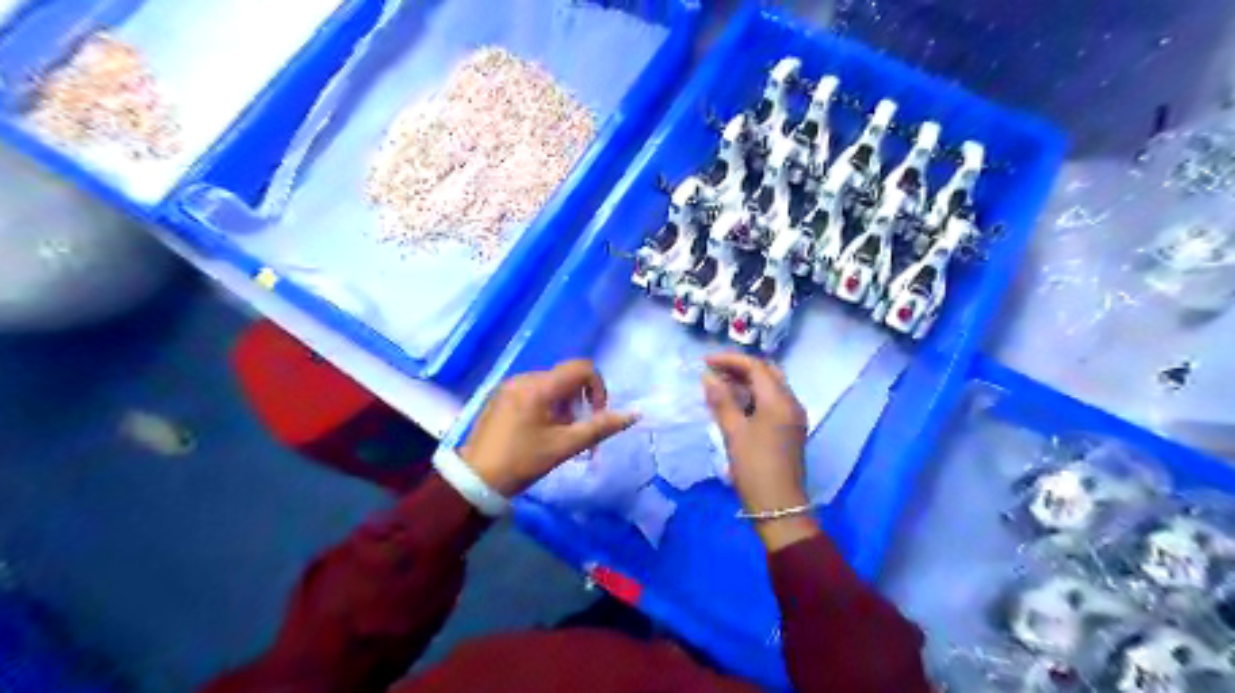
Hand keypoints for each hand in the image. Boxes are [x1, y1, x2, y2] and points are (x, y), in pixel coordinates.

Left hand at [460, 360, 636, 495]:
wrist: (475, 480)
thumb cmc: (522, 462)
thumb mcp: (564, 446)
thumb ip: (600, 427)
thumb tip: (634, 414)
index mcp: (539, 386)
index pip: (581, 368)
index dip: (598, 388)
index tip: (595, 415)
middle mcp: (524, 377)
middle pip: (566, 377)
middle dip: (579, 401)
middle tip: (574, 431)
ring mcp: (509, 386)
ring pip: (550, 384)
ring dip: (563, 405)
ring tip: (556, 434)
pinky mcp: (500, 396)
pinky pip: (533, 390)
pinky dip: (545, 405)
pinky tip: (537, 431)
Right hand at [703, 353, 818, 549]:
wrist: (779, 506)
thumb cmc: (754, 467)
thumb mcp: (734, 432)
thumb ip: (721, 400)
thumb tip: (707, 376)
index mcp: (780, 400)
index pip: (756, 367)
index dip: (730, 360)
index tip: (705, 362)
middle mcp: (791, 402)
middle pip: (767, 373)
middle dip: (740, 368)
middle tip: (714, 372)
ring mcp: (793, 416)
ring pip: (770, 387)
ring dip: (746, 382)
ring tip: (719, 386)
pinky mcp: (790, 429)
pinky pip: (772, 401)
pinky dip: (753, 396)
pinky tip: (734, 404)